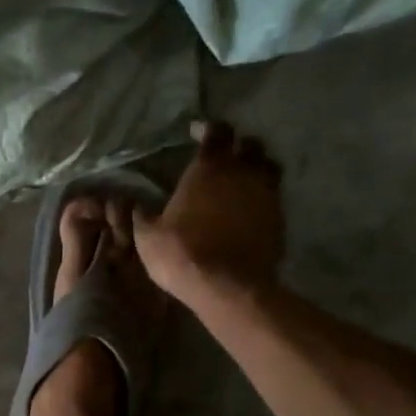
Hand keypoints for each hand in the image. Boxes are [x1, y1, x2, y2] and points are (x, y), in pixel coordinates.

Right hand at [133, 121, 285, 301]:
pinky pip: (273, 199)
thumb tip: (135, 205)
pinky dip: (262, 199)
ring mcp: (267, 196)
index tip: (196, 133)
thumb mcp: (147, 236)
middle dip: (238, 147)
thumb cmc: (181, 253)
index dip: (207, 128)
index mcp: (210, 168)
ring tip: (241, 182)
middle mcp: (244, 173)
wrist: (227, 287)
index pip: (217, 131)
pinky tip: (248, 213)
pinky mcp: (280, 220)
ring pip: (269, 169)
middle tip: (224, 158)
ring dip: (256, 170)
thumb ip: (143, 216)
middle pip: (251, 145)